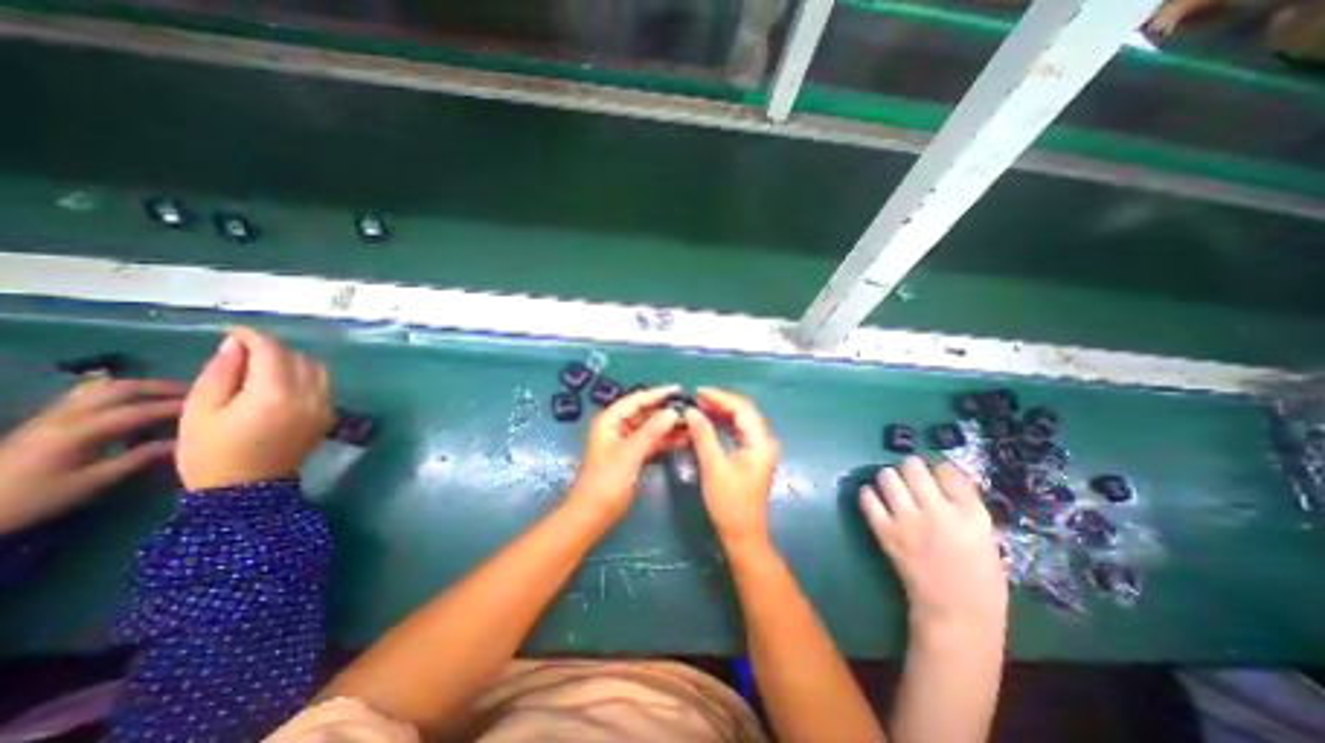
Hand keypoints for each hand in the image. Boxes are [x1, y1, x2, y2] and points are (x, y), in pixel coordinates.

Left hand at [0, 376, 186, 533]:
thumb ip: (139, 458)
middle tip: (198, 393)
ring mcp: (52, 415)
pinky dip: (119, 393)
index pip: (143, 410)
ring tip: (170, 394)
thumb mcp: (91, 482)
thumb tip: (183, 442)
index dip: (180, 407)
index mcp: (82, 429)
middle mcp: (68, 415)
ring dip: (141, 386)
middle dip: (162, 388)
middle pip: (121, 389)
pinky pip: (89, 395)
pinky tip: (132, 402)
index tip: (213, 407)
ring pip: (103, 388)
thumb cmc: (31, 499)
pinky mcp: (46, 420)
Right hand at [178, 326, 332, 489]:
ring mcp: (325, 406)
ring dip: (293, 361)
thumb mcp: (200, 410)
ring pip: (317, 369)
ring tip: (262, 366)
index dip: (254, 337)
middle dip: (273, 349)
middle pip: (299, 358)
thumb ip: (222, 372)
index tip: (234, 333)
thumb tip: (237, 344)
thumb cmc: (211, 452)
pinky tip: (281, 383)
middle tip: (243, 353)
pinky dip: (306, 376)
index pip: (273, 352)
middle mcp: (310, 395)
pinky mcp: (329, 415)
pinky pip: (322, 385)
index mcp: (276, 393)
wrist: (246, 490)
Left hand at [569, 386, 688, 519]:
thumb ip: (651, 431)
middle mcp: (617, 426)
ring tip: (691, 423)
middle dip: (665, 411)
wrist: (592, 514)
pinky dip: (665, 440)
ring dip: (668, 426)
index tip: (679, 389)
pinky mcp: (632, 455)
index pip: (636, 400)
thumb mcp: (629, 453)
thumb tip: (672, 412)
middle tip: (690, 408)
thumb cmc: (606, 481)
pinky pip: (651, 441)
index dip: (657, 393)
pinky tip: (682, 439)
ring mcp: (625, 441)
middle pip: (644, 412)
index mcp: (610, 420)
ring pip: (649, 427)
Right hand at [677, 386, 778, 548]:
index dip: (720, 397)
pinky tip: (708, 421)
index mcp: (761, 442)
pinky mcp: (752, 455)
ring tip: (699, 406)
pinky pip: (738, 431)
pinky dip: (723, 424)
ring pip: (741, 420)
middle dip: (720, 402)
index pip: (742, 408)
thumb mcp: (713, 467)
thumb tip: (691, 411)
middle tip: (696, 398)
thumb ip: (703, 436)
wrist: (743, 534)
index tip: (698, 392)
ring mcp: (759, 448)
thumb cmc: (729, 503)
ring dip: (721, 411)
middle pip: (744, 411)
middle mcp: (764, 441)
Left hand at [861, 459, 1005, 627]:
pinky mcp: (886, 532)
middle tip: (909, 475)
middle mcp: (937, 511)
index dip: (938, 468)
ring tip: (891, 485)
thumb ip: (968, 507)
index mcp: (970, 515)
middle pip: (913, 467)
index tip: (934, 473)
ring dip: (888, 477)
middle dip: (909, 466)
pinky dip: (868, 494)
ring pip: (887, 477)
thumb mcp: (986, 538)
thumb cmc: (979, 580)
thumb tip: (951, 477)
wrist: (956, 613)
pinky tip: (874, 498)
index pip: (948, 471)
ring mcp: (908, 520)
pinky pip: (868, 500)